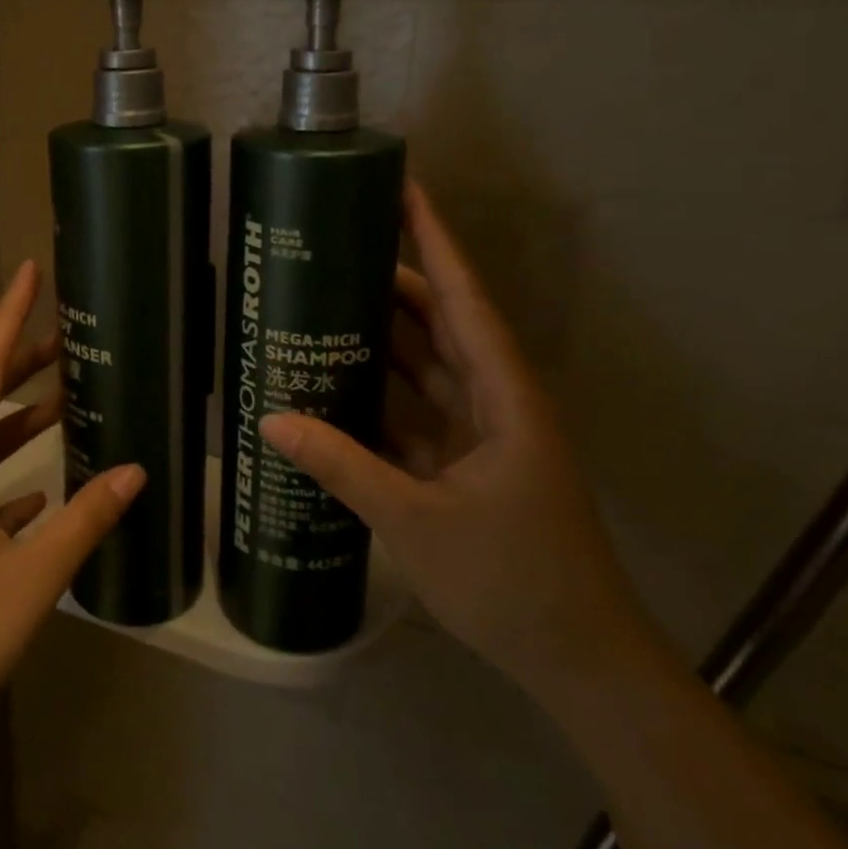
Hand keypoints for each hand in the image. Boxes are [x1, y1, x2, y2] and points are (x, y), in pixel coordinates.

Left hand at [0, 260, 144, 755]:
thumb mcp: (29, 580)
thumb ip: (83, 520)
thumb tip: (134, 471)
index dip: (8, 316)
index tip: (30, 271)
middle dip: (21, 361)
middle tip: (69, 337)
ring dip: (20, 419)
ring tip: (67, 400)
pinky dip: (8, 474)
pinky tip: (41, 490)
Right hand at [261, 182, 648, 694]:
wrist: (577, 659)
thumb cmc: (511, 582)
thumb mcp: (416, 522)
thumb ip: (342, 467)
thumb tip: (271, 420)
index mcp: (503, 395)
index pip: (463, 298)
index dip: (434, 241)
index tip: (404, 189)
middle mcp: (494, 398)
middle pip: (440, 320)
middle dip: (393, 277)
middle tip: (335, 244)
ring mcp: (480, 430)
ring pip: (426, 362)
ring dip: (382, 333)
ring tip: (324, 297)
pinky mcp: (464, 460)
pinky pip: (415, 407)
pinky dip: (379, 390)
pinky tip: (336, 378)